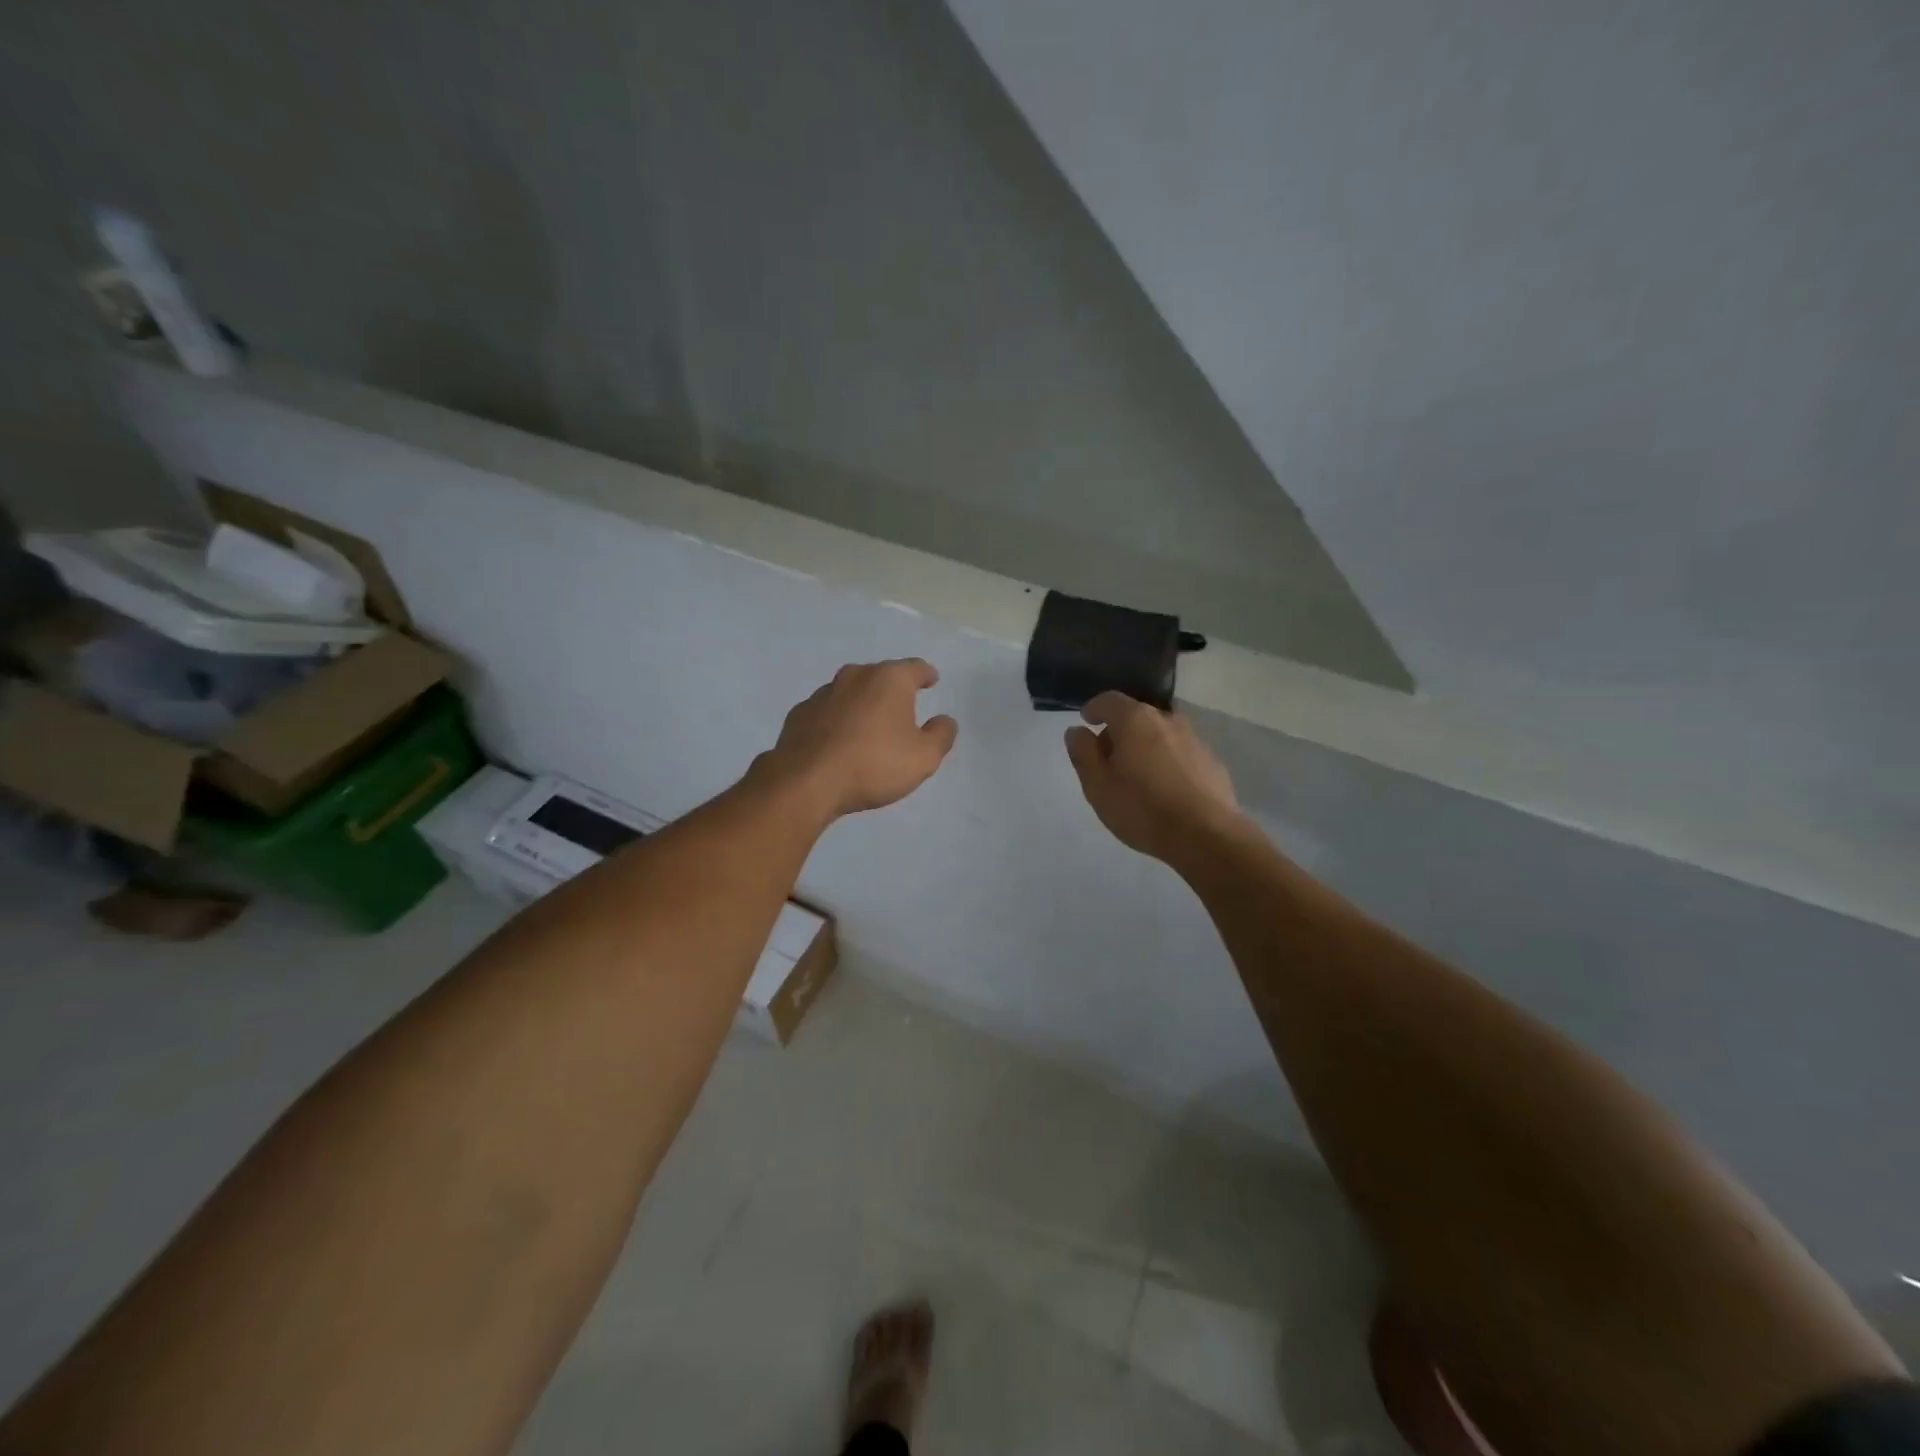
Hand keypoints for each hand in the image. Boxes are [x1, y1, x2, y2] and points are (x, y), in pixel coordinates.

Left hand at [759, 659, 957, 818]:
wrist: (807, 781)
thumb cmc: (874, 764)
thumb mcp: (924, 757)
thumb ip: (941, 735)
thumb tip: (944, 720)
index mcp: (889, 680)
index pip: (915, 668)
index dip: (926, 675)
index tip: (931, 680)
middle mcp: (855, 676)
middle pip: (880, 676)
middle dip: (892, 689)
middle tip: (902, 708)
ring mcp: (823, 693)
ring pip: (851, 692)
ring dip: (862, 704)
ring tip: (869, 727)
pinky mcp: (800, 713)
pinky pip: (827, 712)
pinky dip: (837, 720)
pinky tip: (839, 741)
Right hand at [1064, 692, 1243, 862]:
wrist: (1206, 836)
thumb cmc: (1142, 809)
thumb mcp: (1098, 785)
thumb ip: (1083, 753)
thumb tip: (1077, 731)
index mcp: (1135, 720)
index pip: (1109, 700)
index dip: (1094, 709)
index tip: (1086, 722)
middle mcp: (1167, 720)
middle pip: (1136, 716)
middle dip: (1119, 731)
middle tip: (1107, 759)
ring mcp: (1194, 739)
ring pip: (1160, 734)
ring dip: (1144, 747)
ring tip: (1136, 777)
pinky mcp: (1212, 761)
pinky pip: (1180, 753)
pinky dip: (1167, 761)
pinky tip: (1164, 789)